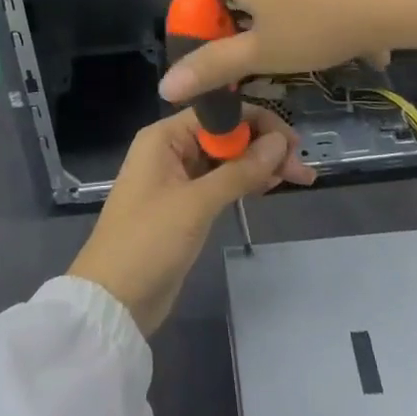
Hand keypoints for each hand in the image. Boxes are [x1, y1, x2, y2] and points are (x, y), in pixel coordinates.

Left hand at [67, 107, 314, 334]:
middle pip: (225, 135)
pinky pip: (220, 182)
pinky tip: (271, 186)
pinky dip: (245, 182)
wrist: (113, 302)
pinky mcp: (185, 205)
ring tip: (299, 178)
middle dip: (263, 146)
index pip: (218, 113)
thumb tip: (281, 142)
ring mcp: (178, 178)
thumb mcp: (196, 204)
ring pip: (226, 160)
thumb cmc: (148, 242)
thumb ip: (239, 171)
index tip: (292, 142)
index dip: (257, 122)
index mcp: (164, 137)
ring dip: (259, 165)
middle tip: (302, 169)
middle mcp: (171, 149)